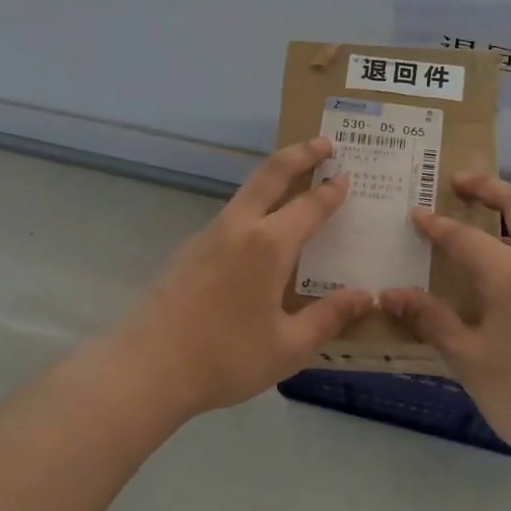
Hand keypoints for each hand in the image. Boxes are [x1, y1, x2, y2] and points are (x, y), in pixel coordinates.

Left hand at [101, 137, 373, 420]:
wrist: (146, 368)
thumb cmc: (225, 357)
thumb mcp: (289, 347)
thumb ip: (329, 318)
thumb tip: (365, 297)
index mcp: (268, 245)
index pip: (309, 206)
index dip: (331, 191)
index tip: (347, 176)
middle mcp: (238, 228)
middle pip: (270, 174)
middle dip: (300, 154)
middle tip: (324, 142)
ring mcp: (207, 236)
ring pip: (246, 193)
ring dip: (274, 179)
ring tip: (296, 186)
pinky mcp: (188, 252)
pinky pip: (231, 218)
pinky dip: (254, 209)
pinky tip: (261, 239)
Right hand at [382, 176, 510, 460]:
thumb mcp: (467, 357)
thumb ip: (430, 318)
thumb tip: (390, 294)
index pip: (465, 236)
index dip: (436, 225)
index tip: (414, 213)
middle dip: (489, 188)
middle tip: (460, 182)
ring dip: (509, 216)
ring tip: (477, 222)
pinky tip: (501, 272)